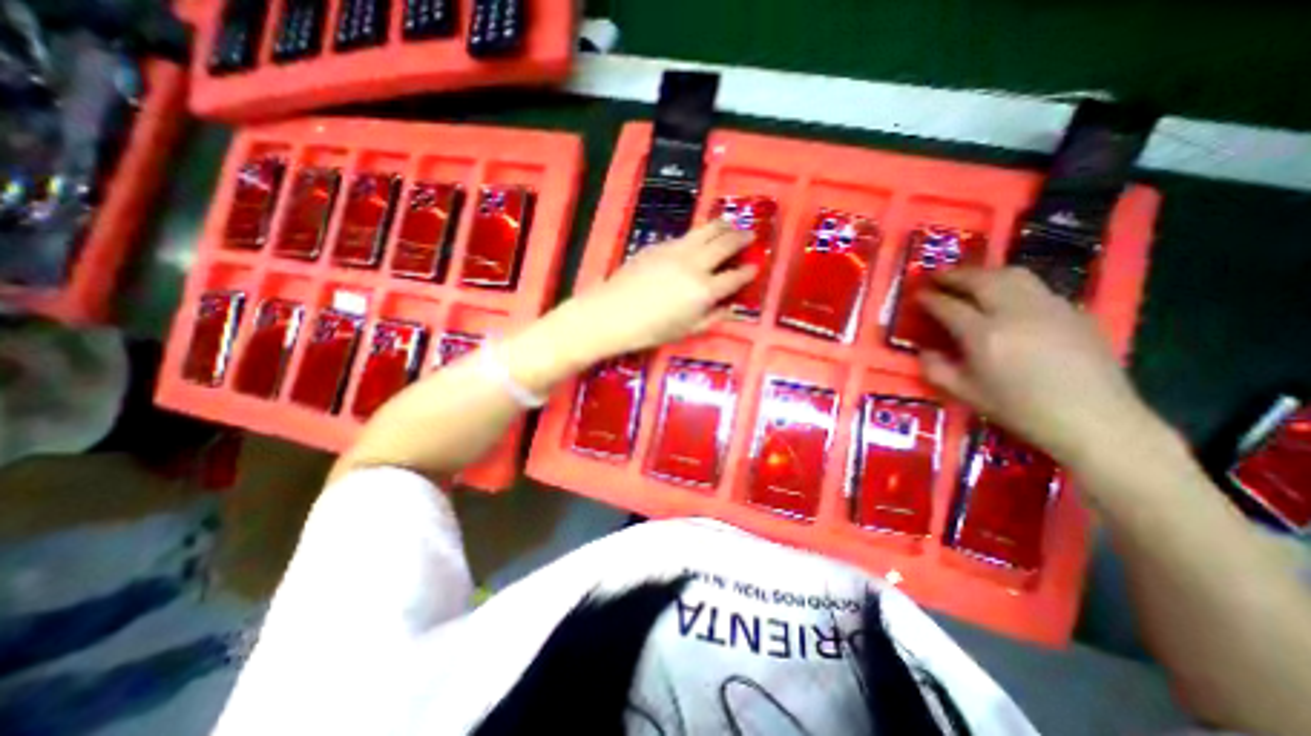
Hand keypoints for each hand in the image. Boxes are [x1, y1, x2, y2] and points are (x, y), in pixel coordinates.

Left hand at [556, 223, 759, 361]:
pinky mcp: (660, 245)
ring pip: (707, 230)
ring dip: (723, 226)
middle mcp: (695, 264)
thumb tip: (730, 307)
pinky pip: (687, 235)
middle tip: (750, 235)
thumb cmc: (651, 330)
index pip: (735, 277)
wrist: (612, 313)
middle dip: (742, 238)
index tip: (755, 267)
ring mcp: (676, 250)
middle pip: (725, 243)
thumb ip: (712, 318)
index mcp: (704, 290)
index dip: (748, 272)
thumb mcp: (687, 331)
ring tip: (731, 225)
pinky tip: (699, 237)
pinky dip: (699, 233)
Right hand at [914, 268, 1161, 468]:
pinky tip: (1008, 299)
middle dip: (954, 275)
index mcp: (984, 335)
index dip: (929, 298)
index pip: (948, 306)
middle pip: (980, 279)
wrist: (1094, 421)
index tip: (916, 295)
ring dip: (985, 273)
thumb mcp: (965, 394)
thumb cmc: (1020, 411)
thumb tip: (924, 351)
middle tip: (937, 277)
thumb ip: (936, 369)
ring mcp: (1049, 308)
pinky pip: (1037, 288)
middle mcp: (1015, 312)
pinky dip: (1013, 285)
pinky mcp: (1074, 312)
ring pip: (1013, 275)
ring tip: (970, 279)